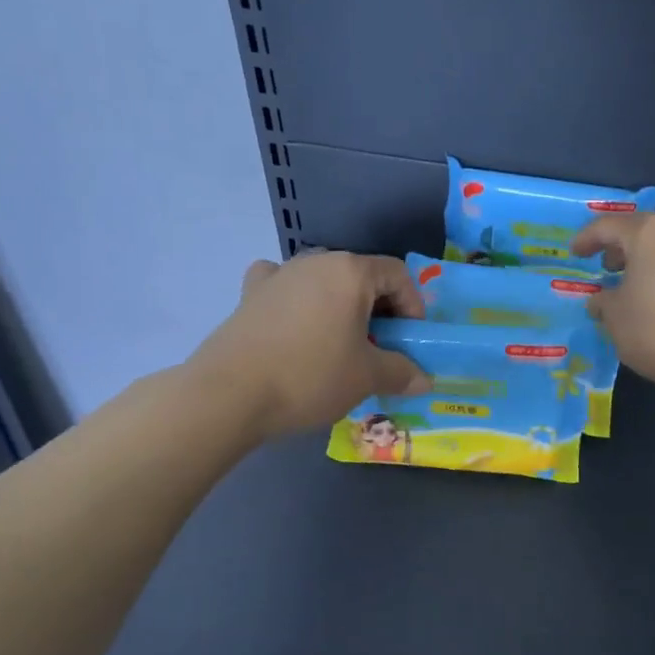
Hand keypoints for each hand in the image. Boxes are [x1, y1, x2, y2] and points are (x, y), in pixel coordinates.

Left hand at [193, 252, 429, 439]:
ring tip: (339, 345)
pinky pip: (285, 288)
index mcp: (350, 272)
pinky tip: (296, 326)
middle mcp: (315, 261)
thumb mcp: (366, 378)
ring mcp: (278, 274)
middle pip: (360, 276)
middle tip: (380, 348)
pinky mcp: (250, 294)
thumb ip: (401, 372)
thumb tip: (424, 379)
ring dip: (340, 308)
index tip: (410, 341)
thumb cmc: (310, 376)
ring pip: (324, 282)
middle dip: (378, 310)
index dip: (413, 306)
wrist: (230, 393)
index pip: (397, 274)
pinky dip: (298, 302)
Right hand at [571, 213, 654, 398]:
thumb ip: (604, 303)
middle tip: (606, 267)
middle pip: (644, 231)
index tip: (574, 253)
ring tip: (634, 285)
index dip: (587, 239)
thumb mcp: (616, 319)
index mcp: (650, 232)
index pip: (609, 227)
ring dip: (648, 261)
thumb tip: (601, 300)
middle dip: (622, 247)